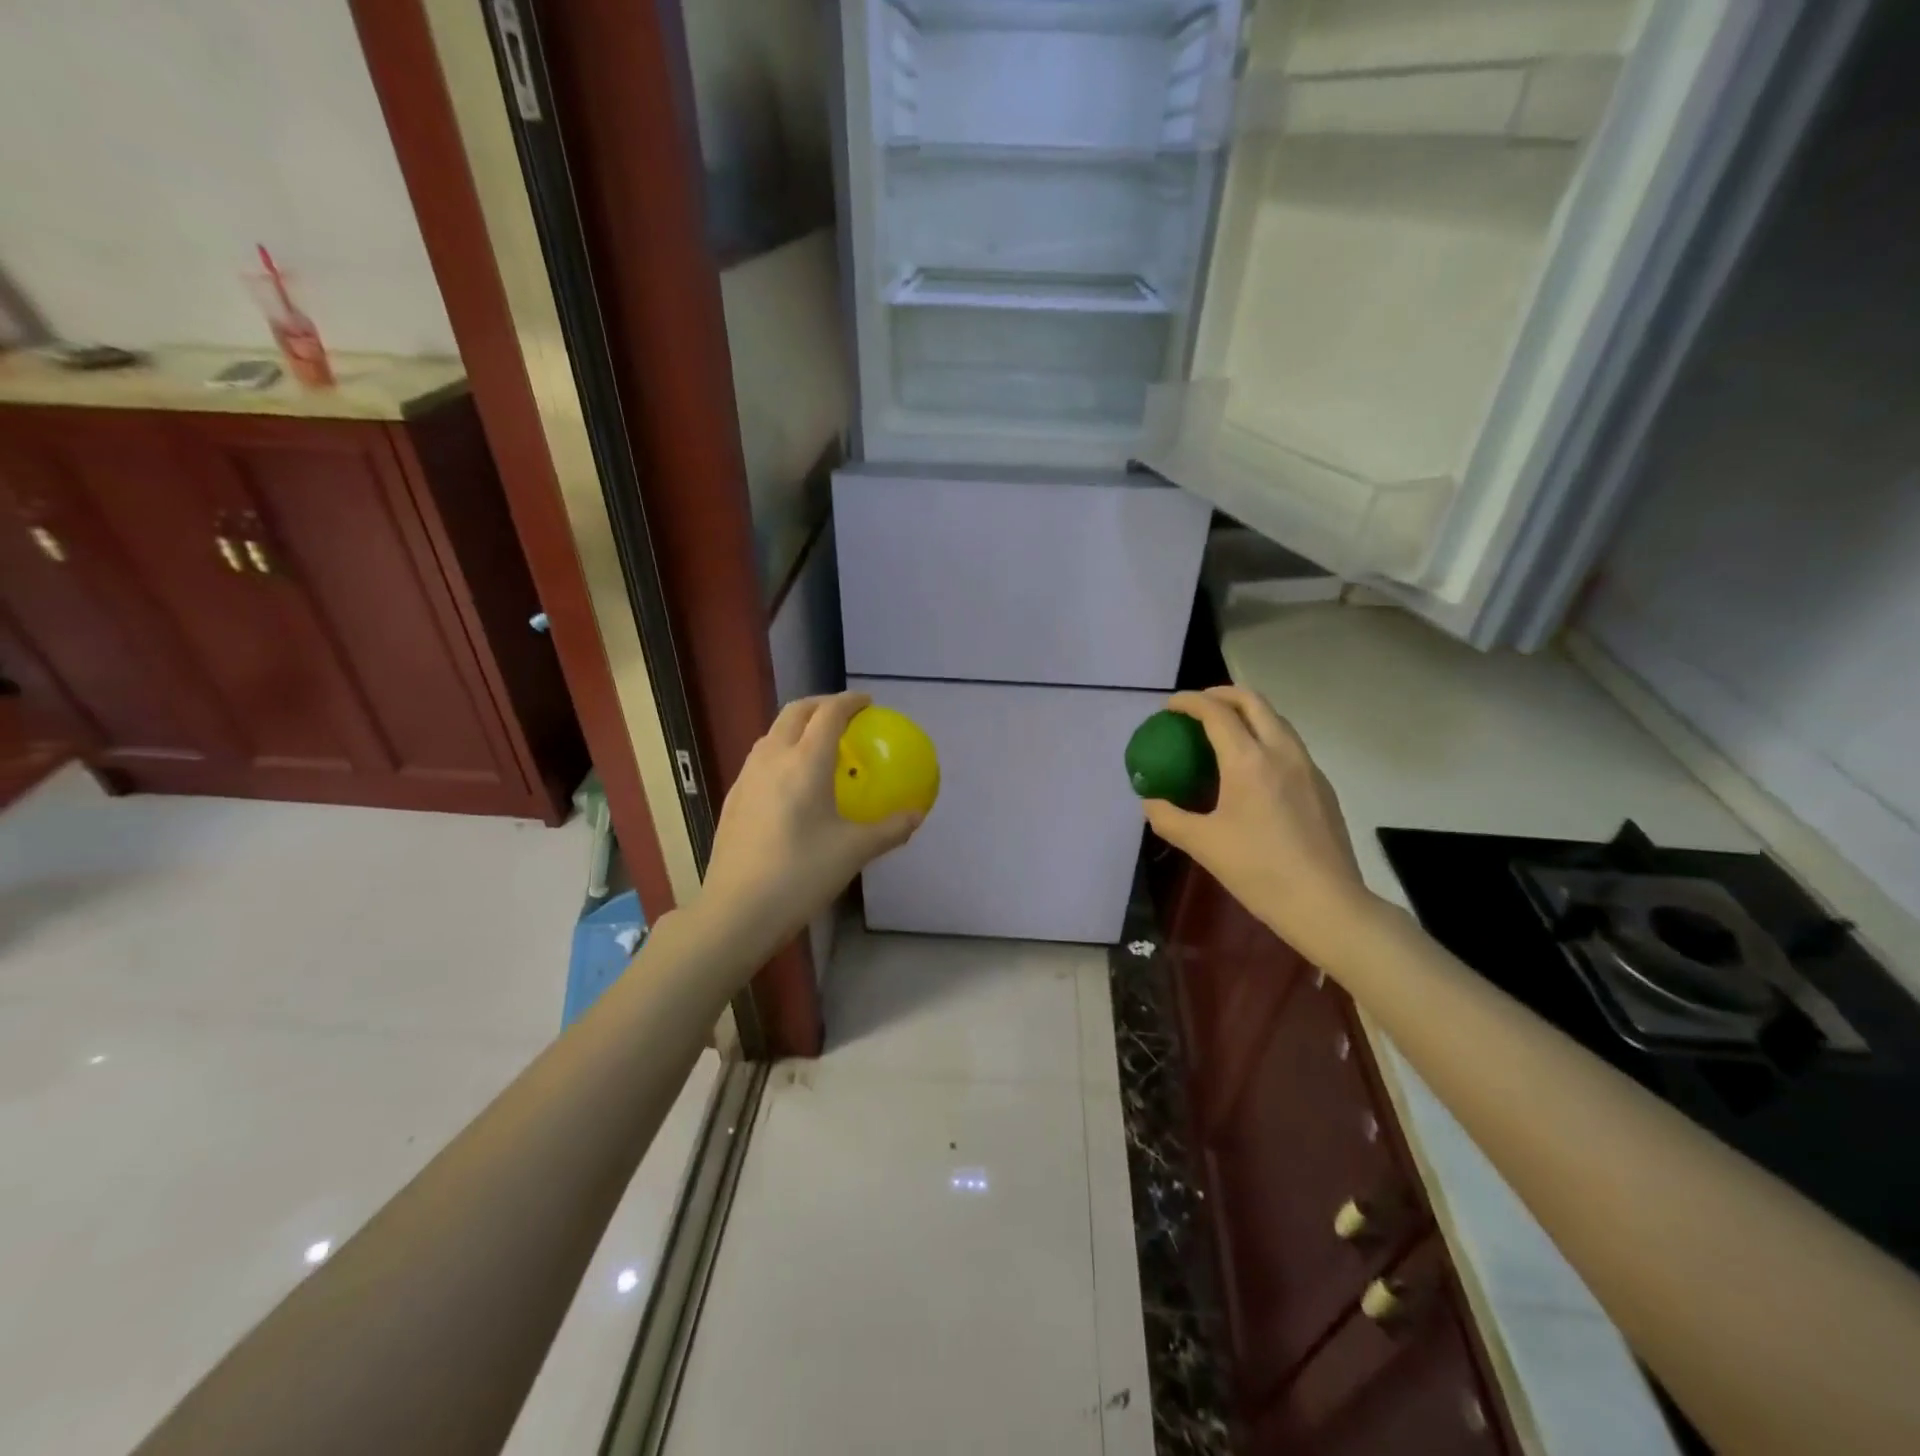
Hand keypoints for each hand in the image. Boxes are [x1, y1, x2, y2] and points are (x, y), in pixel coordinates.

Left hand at [692, 692, 921, 968]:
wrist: (737, 910)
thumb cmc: (801, 875)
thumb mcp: (854, 852)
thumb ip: (889, 829)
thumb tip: (916, 815)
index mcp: (805, 763)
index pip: (829, 714)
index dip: (850, 702)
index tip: (868, 703)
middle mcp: (772, 758)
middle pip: (795, 712)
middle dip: (821, 704)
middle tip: (845, 716)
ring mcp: (747, 777)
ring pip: (773, 733)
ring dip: (798, 726)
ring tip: (819, 744)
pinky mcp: (733, 798)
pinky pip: (761, 758)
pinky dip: (782, 751)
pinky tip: (792, 783)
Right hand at [1143, 686, 1379, 966]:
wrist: (1326, 904)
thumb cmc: (1259, 871)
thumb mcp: (1202, 845)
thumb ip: (1168, 818)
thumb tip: (1149, 802)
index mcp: (1248, 760)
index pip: (1216, 712)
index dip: (1189, 702)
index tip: (1169, 706)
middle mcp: (1282, 752)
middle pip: (1253, 701)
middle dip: (1222, 694)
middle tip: (1198, 706)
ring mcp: (1308, 767)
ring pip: (1276, 721)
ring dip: (1247, 714)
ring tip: (1224, 731)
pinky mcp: (1323, 786)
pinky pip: (1290, 746)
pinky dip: (1265, 739)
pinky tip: (1253, 769)